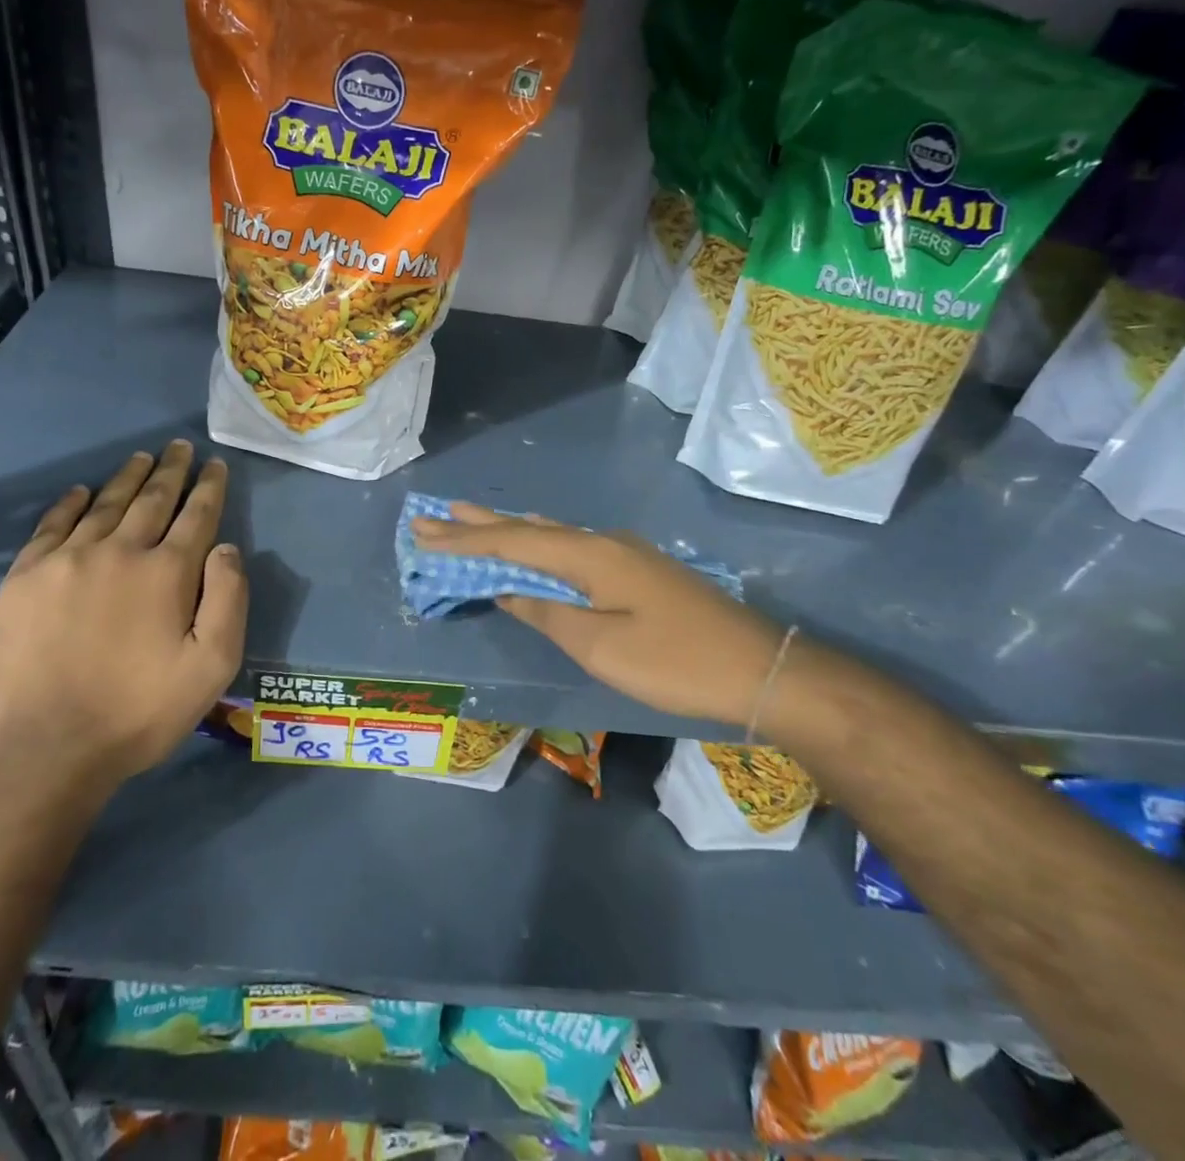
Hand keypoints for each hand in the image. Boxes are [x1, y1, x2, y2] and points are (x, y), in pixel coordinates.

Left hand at [0, 441, 247, 788]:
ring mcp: (66, 560)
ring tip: (141, 458)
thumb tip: (227, 548)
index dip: (209, 487)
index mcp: (167, 572)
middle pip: (152, 499)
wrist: (44, 748)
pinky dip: (71, 503)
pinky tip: (81, 491)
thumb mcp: (211, 667)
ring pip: (105, 504)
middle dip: (171, 470)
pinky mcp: (25, 577)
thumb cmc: (138, 712)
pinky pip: (53, 524)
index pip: (196, 515)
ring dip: (127, 478)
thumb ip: (228, 600)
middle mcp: (119, 551)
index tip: (215, 465)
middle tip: (179, 447)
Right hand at [410, 503, 779, 724]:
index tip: (424, 532)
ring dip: (509, 531)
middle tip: (435, 515)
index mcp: (590, 555)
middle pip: (529, 529)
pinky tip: (535, 544)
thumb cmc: (675, 663)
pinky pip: (571, 547)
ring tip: (471, 520)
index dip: (466, 540)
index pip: (513, 542)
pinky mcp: (637, 570)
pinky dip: (538, 545)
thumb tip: (509, 589)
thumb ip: (549, 613)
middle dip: (480, 525)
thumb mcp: (601, 646)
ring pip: (551, 535)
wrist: (761, 669)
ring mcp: (624, 553)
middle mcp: (603, 542)